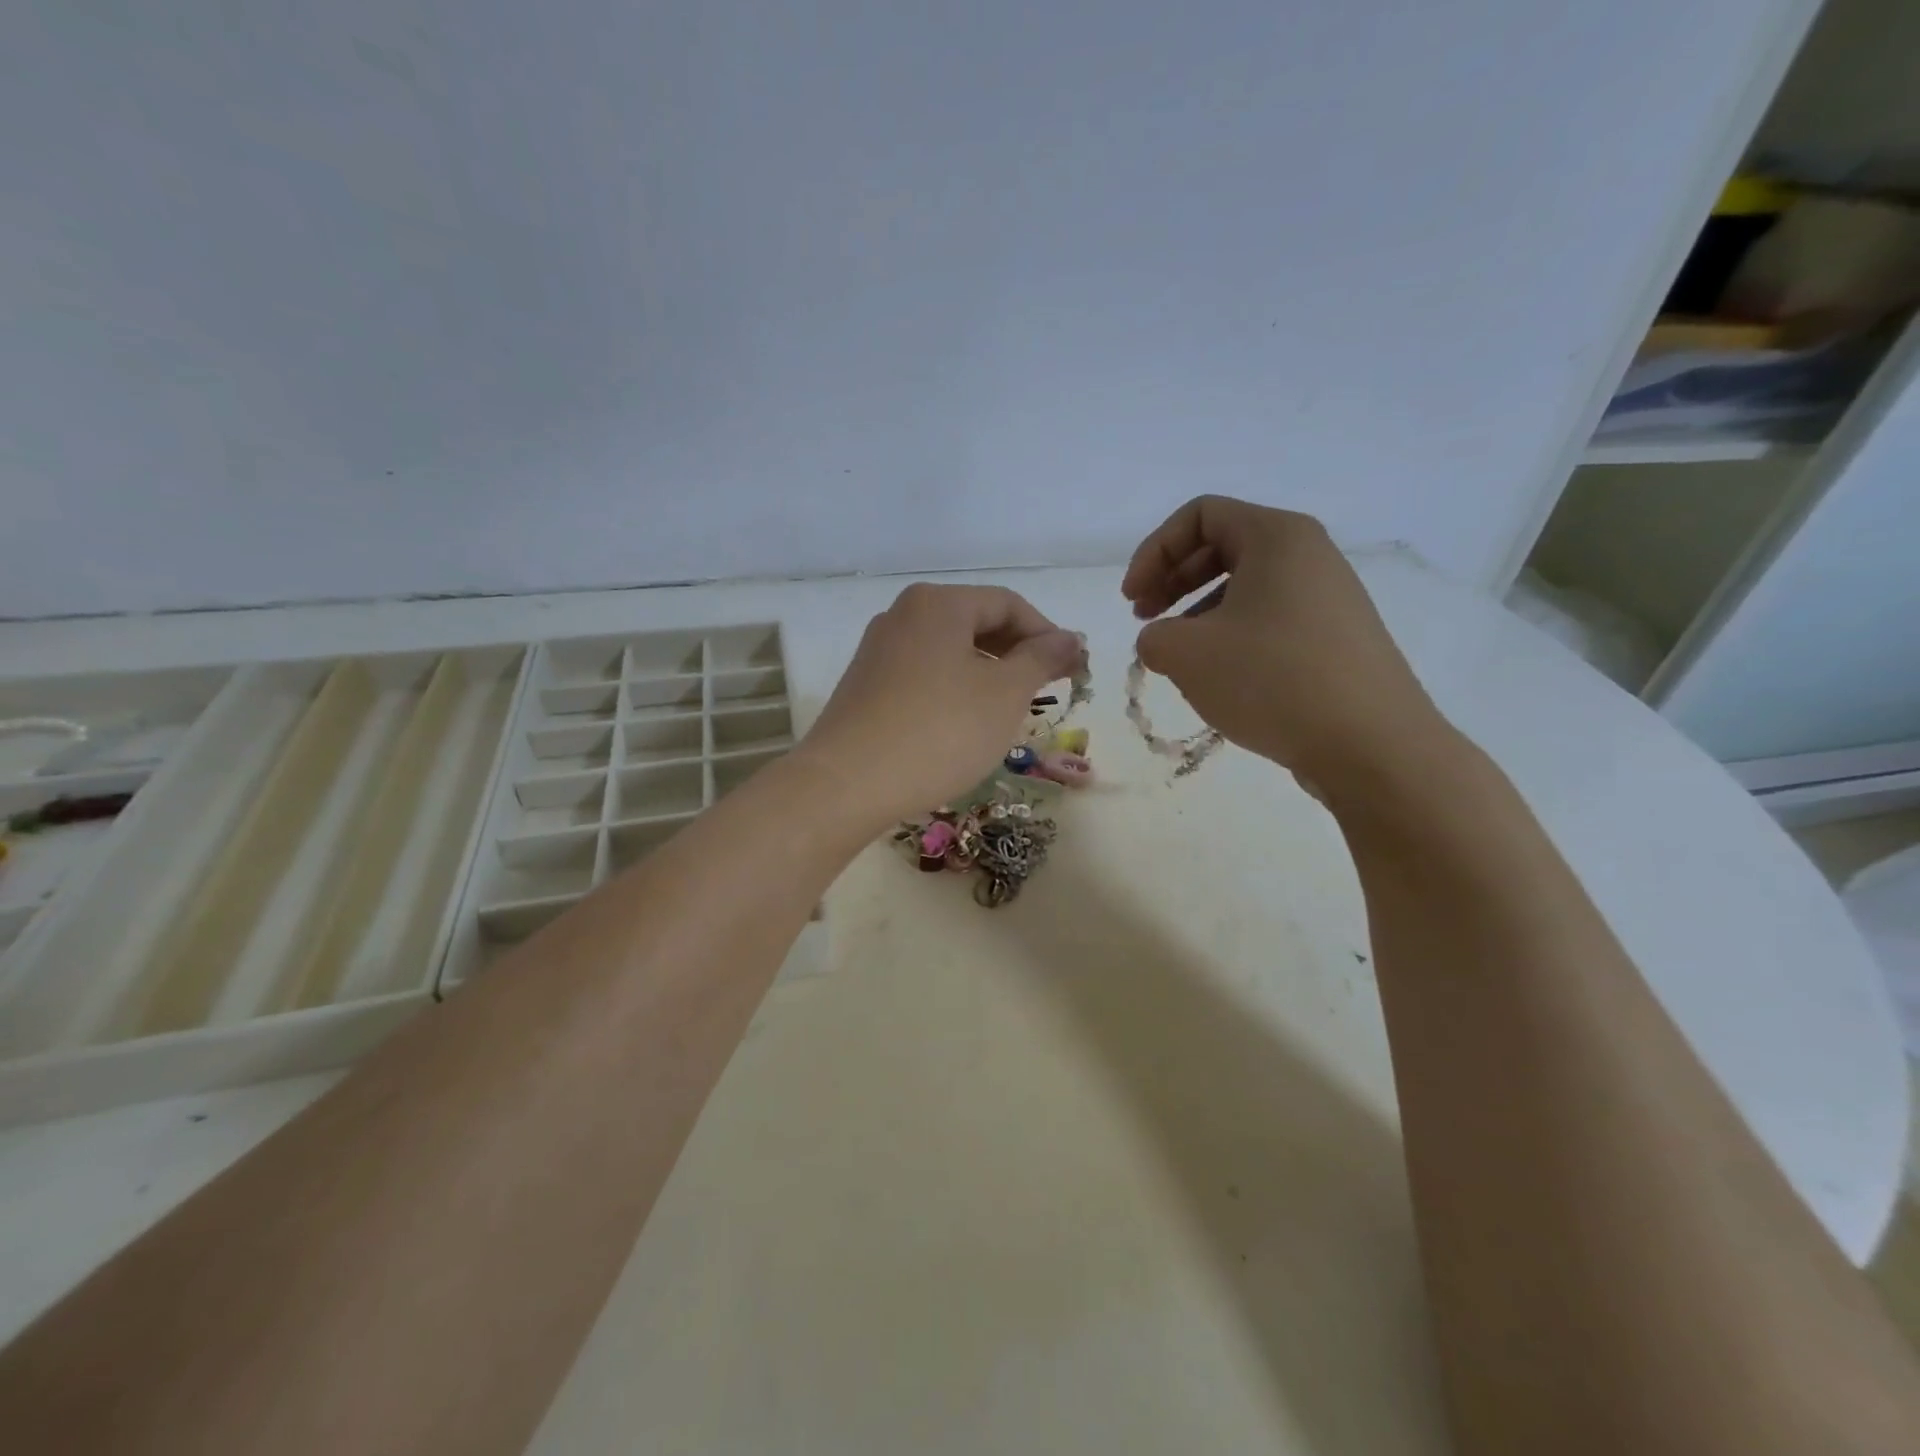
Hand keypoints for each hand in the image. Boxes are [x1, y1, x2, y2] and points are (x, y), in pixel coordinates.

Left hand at [796, 583, 1084, 824]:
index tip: (1074, 670)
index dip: (1048, 634)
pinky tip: (963, 724)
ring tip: (1009, 711)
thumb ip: (1042, 659)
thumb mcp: (1005, 694)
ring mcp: (878, 650)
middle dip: (1017, 654)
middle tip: (1047, 690)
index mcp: (938, 603)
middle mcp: (903, 615)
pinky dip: (954, 689)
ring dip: (987, 674)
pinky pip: (923, 674)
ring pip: (949, 651)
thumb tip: (1070, 638)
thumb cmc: (939, 732)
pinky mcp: (865, 685)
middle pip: (976, 623)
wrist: (847, 784)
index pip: (1009, 604)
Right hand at [1121, 496, 1454, 794]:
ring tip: (1179, 656)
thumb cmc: (1272, 679)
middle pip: (1223, 546)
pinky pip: (1271, 619)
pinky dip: (1233, 636)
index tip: (1132, 600)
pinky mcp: (1338, 638)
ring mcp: (1329, 597)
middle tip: (1145, 621)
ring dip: (1198, 612)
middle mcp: (1309, 555)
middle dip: (1172, 580)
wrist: (1371, 745)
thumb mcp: (1187, 654)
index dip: (1153, 552)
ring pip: (1246, 587)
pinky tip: (1221, 677)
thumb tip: (1162, 641)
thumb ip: (1153, 636)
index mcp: (1277, 536)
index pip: (1200, 515)